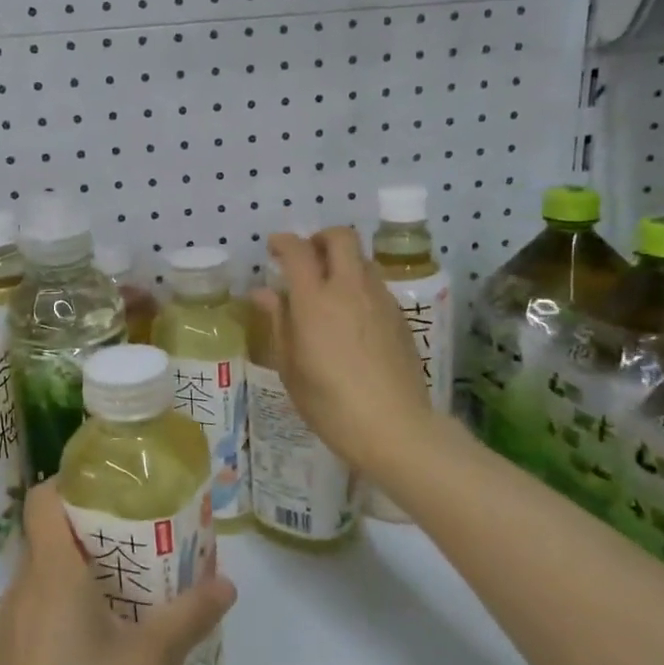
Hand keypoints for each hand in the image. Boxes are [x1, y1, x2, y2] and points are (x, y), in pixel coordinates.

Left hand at [0, 481, 236, 664]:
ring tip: (123, 587)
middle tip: (135, 537)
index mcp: (51, 572)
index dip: (68, 482)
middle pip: (47, 535)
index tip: (108, 486)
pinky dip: (61, 605)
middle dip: (88, 529)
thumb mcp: (149, 661)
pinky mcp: (4, 660)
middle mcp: (22, 588)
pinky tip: (94, 643)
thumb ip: (190, 616)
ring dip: (76, 571)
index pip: (41, 500)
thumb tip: (227, 583)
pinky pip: (35, 610)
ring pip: (41, 576)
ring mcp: (7, 626)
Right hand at [254, 227, 438, 476]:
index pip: (298, 251)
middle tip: (307, 257)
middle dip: (320, 238)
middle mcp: (349, 289)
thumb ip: (278, 322)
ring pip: (362, 260)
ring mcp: (380, 300)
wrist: (394, 426)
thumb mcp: (290, 367)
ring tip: (329, 288)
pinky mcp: (400, 316)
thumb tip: (263, 292)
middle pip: (341, 238)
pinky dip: (359, 285)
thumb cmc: (330, 403)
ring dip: (343, 262)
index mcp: (315, 301)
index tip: (273, 248)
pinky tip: (351, 316)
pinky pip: (376, 285)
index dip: (283, 242)